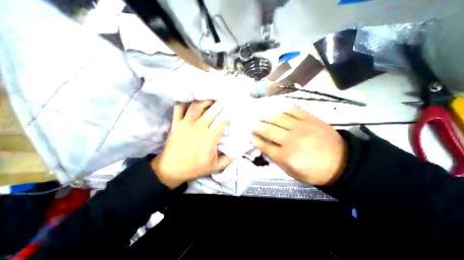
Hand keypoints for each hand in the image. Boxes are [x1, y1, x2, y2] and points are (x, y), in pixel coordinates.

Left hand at [152, 101, 231, 188]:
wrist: (171, 169)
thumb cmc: (195, 168)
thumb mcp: (215, 167)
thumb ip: (229, 159)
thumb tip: (239, 150)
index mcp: (209, 138)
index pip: (222, 121)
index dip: (229, 112)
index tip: (234, 106)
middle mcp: (198, 128)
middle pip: (211, 111)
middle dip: (220, 103)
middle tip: (225, 99)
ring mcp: (186, 124)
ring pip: (196, 106)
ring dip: (205, 101)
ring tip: (211, 100)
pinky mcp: (176, 124)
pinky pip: (179, 108)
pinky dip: (185, 103)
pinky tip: (191, 102)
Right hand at [250, 106, 347, 186]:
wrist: (343, 163)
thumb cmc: (315, 171)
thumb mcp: (293, 173)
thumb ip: (278, 161)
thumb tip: (266, 148)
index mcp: (287, 156)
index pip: (265, 146)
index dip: (255, 140)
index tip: (248, 136)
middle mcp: (291, 140)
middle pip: (269, 130)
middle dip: (257, 127)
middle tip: (251, 124)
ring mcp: (301, 127)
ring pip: (278, 118)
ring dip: (266, 116)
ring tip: (260, 115)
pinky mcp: (310, 119)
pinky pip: (294, 110)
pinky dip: (283, 108)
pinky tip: (278, 109)